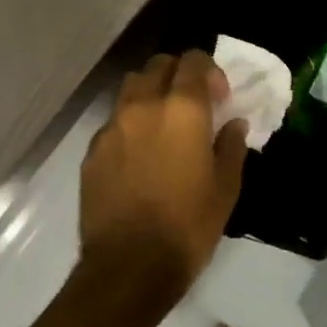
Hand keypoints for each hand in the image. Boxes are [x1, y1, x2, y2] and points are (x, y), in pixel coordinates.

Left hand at [80, 51, 247, 299]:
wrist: (130, 265)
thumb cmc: (188, 226)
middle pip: (158, 65)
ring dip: (150, 93)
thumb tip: (234, 123)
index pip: (193, 61)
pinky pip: (113, 122)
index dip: (209, 71)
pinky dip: (129, 125)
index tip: (219, 98)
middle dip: (178, 75)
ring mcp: (112, 126)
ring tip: (162, 124)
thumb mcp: (225, 188)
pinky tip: (138, 156)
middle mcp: (143, 105)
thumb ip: (231, 146)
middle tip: (192, 105)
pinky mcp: (92, 150)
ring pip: (130, 88)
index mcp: (182, 109)